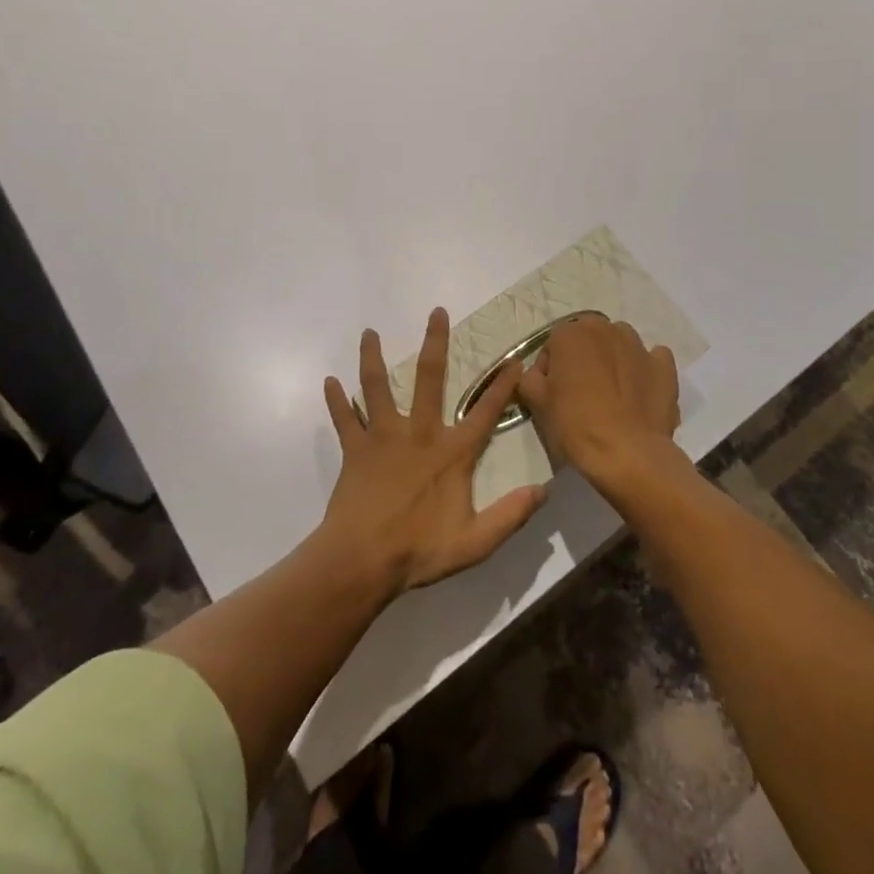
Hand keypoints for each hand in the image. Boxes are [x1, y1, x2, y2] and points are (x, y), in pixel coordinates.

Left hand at [320, 308, 546, 595]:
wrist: (362, 561)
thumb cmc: (419, 551)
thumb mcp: (475, 542)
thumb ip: (510, 515)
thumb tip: (544, 491)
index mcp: (451, 453)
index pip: (485, 413)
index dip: (502, 387)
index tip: (514, 361)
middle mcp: (418, 433)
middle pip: (429, 378)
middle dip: (435, 343)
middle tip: (436, 312)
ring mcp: (383, 437)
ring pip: (377, 387)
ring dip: (372, 358)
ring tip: (368, 332)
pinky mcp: (355, 449)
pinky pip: (343, 419)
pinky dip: (336, 401)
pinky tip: (329, 382)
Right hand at [520, 317, 683, 492]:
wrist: (627, 454)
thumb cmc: (574, 425)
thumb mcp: (536, 402)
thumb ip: (531, 378)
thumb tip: (539, 374)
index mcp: (572, 333)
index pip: (554, 344)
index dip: (551, 369)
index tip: (552, 394)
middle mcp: (606, 329)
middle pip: (588, 339)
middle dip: (583, 359)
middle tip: (580, 393)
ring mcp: (639, 346)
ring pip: (620, 344)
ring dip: (613, 360)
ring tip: (611, 394)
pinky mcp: (664, 367)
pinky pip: (652, 360)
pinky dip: (644, 370)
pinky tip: (639, 393)